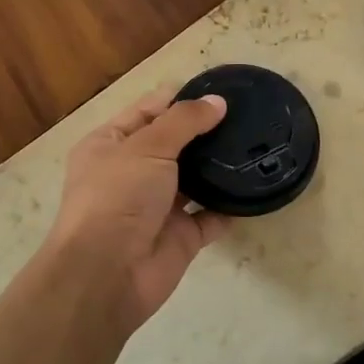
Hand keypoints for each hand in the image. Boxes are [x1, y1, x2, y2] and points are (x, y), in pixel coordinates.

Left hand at [44, 89, 233, 332]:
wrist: (107, 274)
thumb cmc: (117, 198)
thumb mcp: (146, 147)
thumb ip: (184, 121)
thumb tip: (217, 101)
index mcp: (110, 145)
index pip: (148, 111)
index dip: (180, 98)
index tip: (220, 89)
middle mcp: (132, 174)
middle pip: (174, 145)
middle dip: (205, 131)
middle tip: (248, 115)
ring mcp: (157, 207)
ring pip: (194, 180)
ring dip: (219, 167)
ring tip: (257, 143)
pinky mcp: (180, 237)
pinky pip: (211, 217)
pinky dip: (230, 206)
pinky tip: (255, 187)